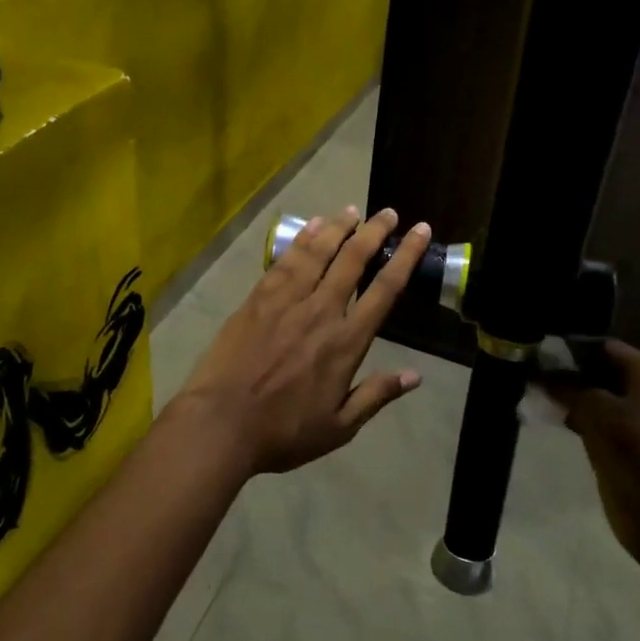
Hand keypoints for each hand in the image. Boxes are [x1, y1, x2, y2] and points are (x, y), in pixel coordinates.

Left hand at [174, 207, 426, 476]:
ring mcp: (287, 300)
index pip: (385, 289)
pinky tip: (313, 225)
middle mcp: (321, 311)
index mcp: (346, 342)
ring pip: (319, 252)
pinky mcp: (258, 298)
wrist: (221, 423)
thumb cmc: (283, 431)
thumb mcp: (339, 427)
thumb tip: (416, 376)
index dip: (405, 256)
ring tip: (353, 209)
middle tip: (389, 212)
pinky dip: (303, 239)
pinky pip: (286, 260)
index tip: (419, 230)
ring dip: (338, 227)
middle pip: (353, 260)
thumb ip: (376, 396)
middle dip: (374, 232)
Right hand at [548, 341, 639, 576]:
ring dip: (570, 395)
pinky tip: (551, 415)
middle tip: (533, 370)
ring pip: (598, 396)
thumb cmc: (632, 450)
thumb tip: (541, 374)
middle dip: (569, 372)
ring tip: (536, 391)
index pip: (607, 347)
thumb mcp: (594, 409)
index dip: (573, 348)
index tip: (540, 350)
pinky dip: (577, 416)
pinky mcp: (628, 444)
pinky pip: (599, 419)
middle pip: (603, 370)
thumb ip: (567, 386)